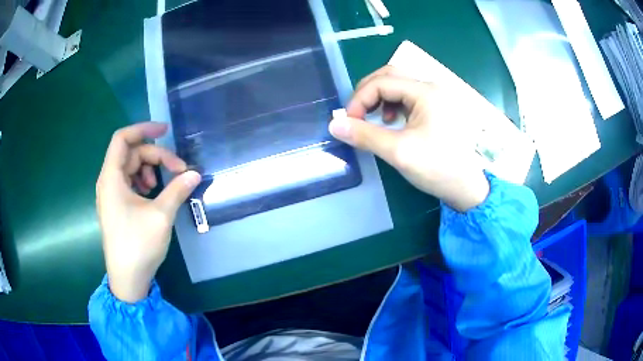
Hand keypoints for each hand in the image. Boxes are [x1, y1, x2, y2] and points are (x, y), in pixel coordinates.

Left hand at [96, 122, 200, 302]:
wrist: (127, 278)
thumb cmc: (138, 245)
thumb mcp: (161, 215)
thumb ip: (177, 190)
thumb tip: (195, 174)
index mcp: (112, 178)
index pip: (123, 138)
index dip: (144, 128)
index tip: (165, 131)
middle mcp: (108, 181)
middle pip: (131, 153)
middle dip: (155, 156)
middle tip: (178, 170)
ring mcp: (111, 194)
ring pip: (130, 167)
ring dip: (149, 168)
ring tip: (161, 184)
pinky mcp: (116, 205)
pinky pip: (128, 182)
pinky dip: (142, 181)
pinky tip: (152, 194)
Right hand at [329, 66, 488, 211]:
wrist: (468, 189)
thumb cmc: (438, 168)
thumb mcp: (399, 152)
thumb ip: (365, 135)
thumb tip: (334, 125)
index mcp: (426, 92)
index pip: (382, 82)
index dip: (359, 99)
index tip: (349, 122)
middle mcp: (432, 87)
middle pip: (391, 75)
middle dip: (368, 92)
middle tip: (357, 114)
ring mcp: (437, 97)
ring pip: (400, 85)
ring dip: (381, 97)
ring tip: (377, 119)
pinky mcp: (438, 108)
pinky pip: (410, 97)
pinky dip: (394, 104)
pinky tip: (393, 121)